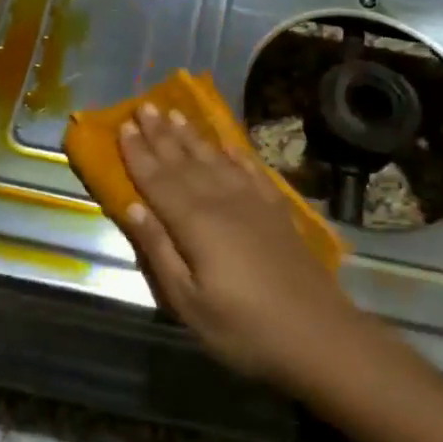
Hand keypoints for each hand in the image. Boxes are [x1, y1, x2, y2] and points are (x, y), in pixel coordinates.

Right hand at [116, 103, 365, 389]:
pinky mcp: (277, 211)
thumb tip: (132, 208)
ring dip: (193, 136)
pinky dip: (235, 154)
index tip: (123, 126)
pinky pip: (251, 170)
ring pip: (216, 160)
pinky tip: (227, 144)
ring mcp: (254, 203)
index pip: (158, 180)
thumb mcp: (188, 302)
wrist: (319, 336)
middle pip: (185, 162)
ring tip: (176, 113)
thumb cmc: (244, 329)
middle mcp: (222, 201)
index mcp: (195, 223)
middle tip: (144, 106)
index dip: (138, 153)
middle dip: (161, 134)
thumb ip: (159, 251)